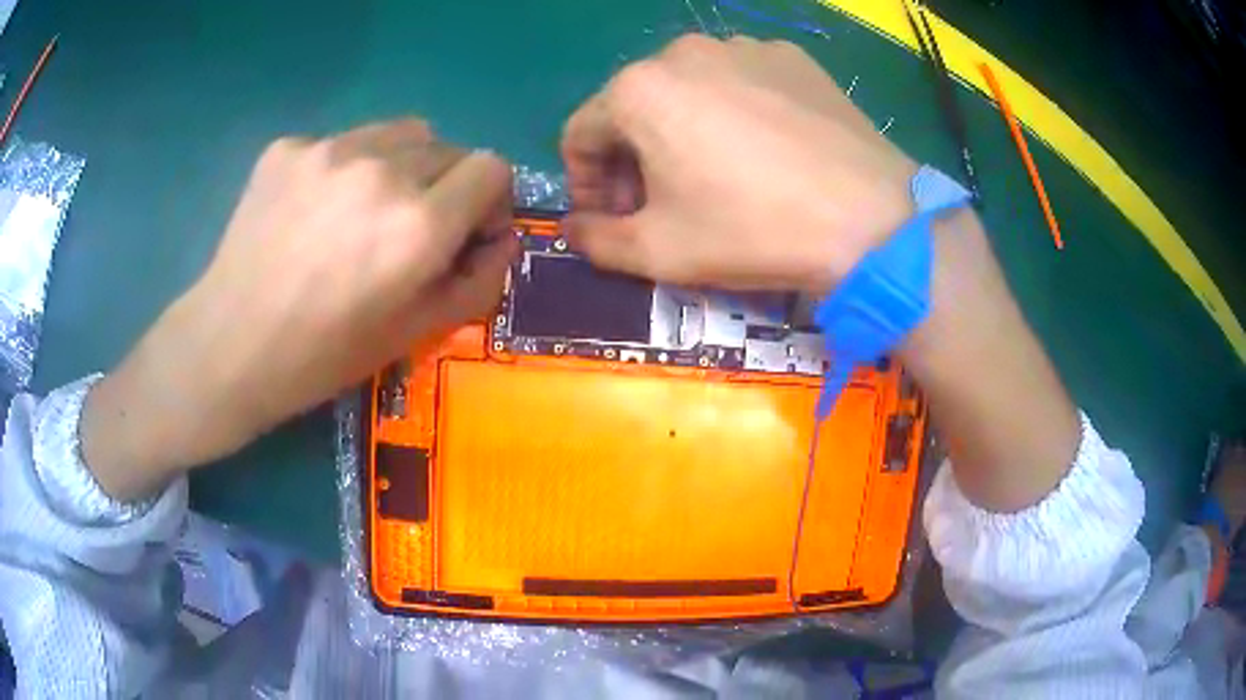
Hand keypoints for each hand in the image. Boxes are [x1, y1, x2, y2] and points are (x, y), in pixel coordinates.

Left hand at [82, 119, 516, 499]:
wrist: (229, 348)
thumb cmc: (323, 356)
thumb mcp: (417, 334)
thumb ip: (479, 280)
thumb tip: (500, 237)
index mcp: (418, 224)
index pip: (493, 167)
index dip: (488, 201)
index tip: (462, 233)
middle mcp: (381, 170)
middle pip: (450, 147)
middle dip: (446, 187)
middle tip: (406, 233)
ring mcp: (328, 150)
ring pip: (400, 134)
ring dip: (401, 167)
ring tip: (362, 214)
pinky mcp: (288, 146)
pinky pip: (343, 143)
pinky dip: (345, 170)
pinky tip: (312, 214)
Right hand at [561, 34, 915, 294]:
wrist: (870, 218)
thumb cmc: (753, 230)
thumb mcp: (658, 252)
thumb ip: (595, 239)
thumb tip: (573, 227)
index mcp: (638, 90)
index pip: (580, 133)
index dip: (585, 182)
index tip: (611, 218)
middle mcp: (683, 51)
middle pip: (633, 107)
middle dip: (633, 159)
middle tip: (660, 206)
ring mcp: (744, 46)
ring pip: (686, 90)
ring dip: (681, 132)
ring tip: (715, 178)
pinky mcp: (791, 56)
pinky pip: (740, 81)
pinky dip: (732, 113)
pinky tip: (763, 152)